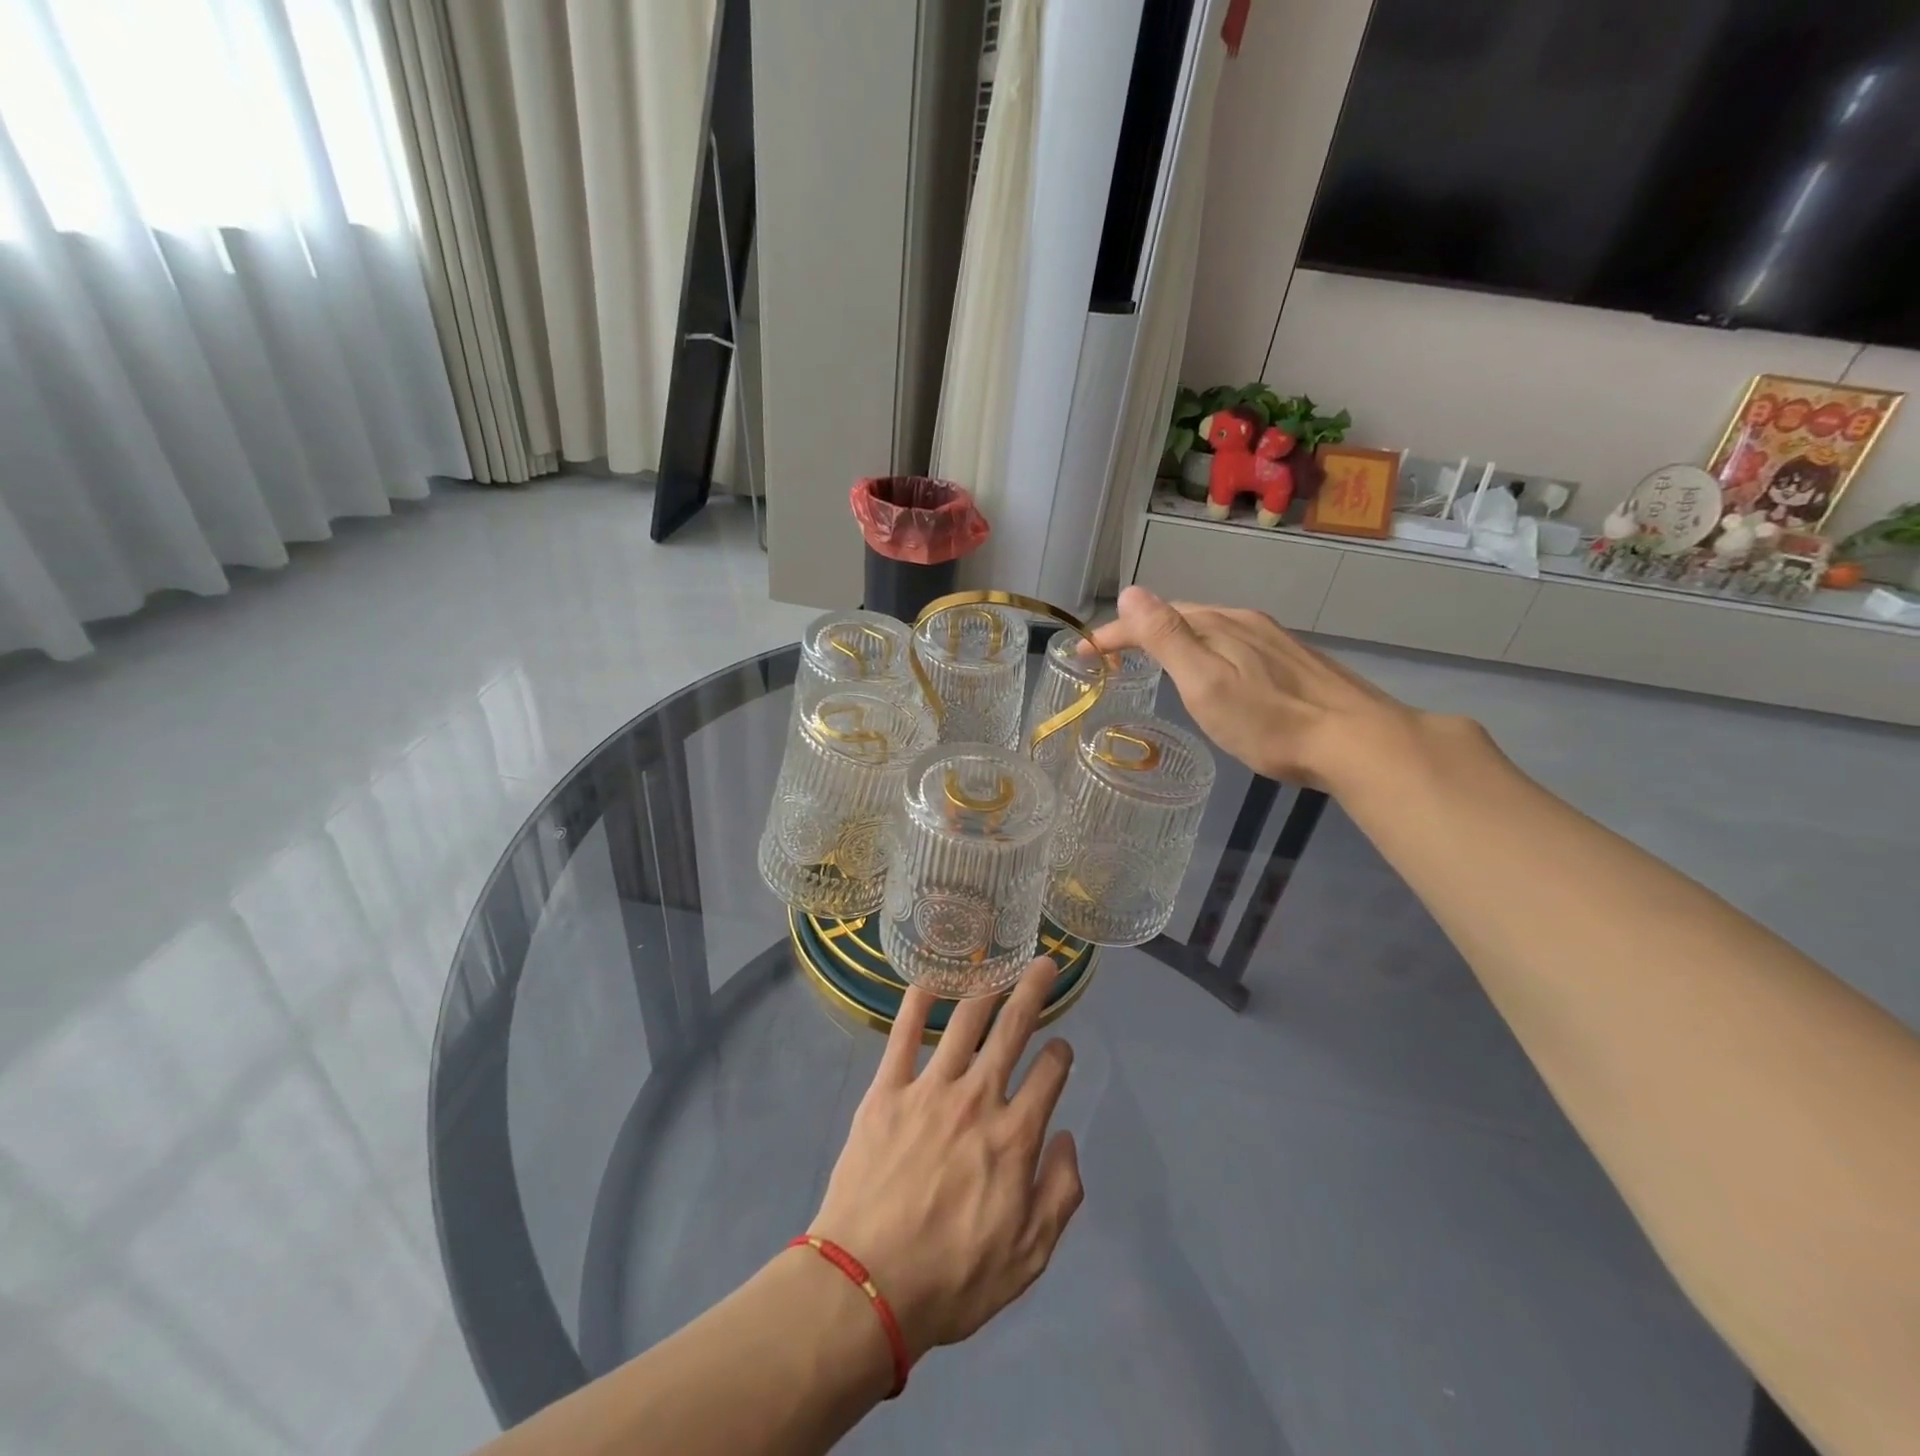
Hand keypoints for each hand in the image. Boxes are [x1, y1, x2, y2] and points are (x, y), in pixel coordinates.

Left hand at [809, 956, 1083, 1362]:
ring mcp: (930, 1089)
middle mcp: (978, 1099)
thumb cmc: (952, 1279)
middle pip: (1012, 1031)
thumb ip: (1060, 1193)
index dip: (1061, 1055)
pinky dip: (917, 1003)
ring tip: (997, 963)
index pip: (1049, 1076)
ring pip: (964, 1023)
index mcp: (1014, 1137)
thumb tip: (1065, 1137)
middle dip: (1033, 993)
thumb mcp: (1028, 1257)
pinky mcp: (887, 1090)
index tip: (1061, 1048)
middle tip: (1044, 964)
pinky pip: (903, 1035)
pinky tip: (928, 979)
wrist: (866, 1286)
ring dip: (985, 988)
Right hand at [1089, 585, 1420, 787]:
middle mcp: (1243, 621)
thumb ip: (1167, 639)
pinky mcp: (1292, 658)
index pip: (1151, 618)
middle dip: (1139, 630)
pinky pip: (1232, 641)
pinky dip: (1204, 647)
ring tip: (1151, 659)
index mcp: (1218, 625)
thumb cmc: (1270, 722)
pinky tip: (1212, 668)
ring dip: (1172, 637)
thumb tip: (1131, 592)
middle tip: (1111, 656)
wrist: (1358, 741)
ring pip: (1208, 627)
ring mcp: (1272, 638)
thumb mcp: (1206, 684)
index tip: (1082, 652)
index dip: (1112, 633)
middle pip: (1179, 616)